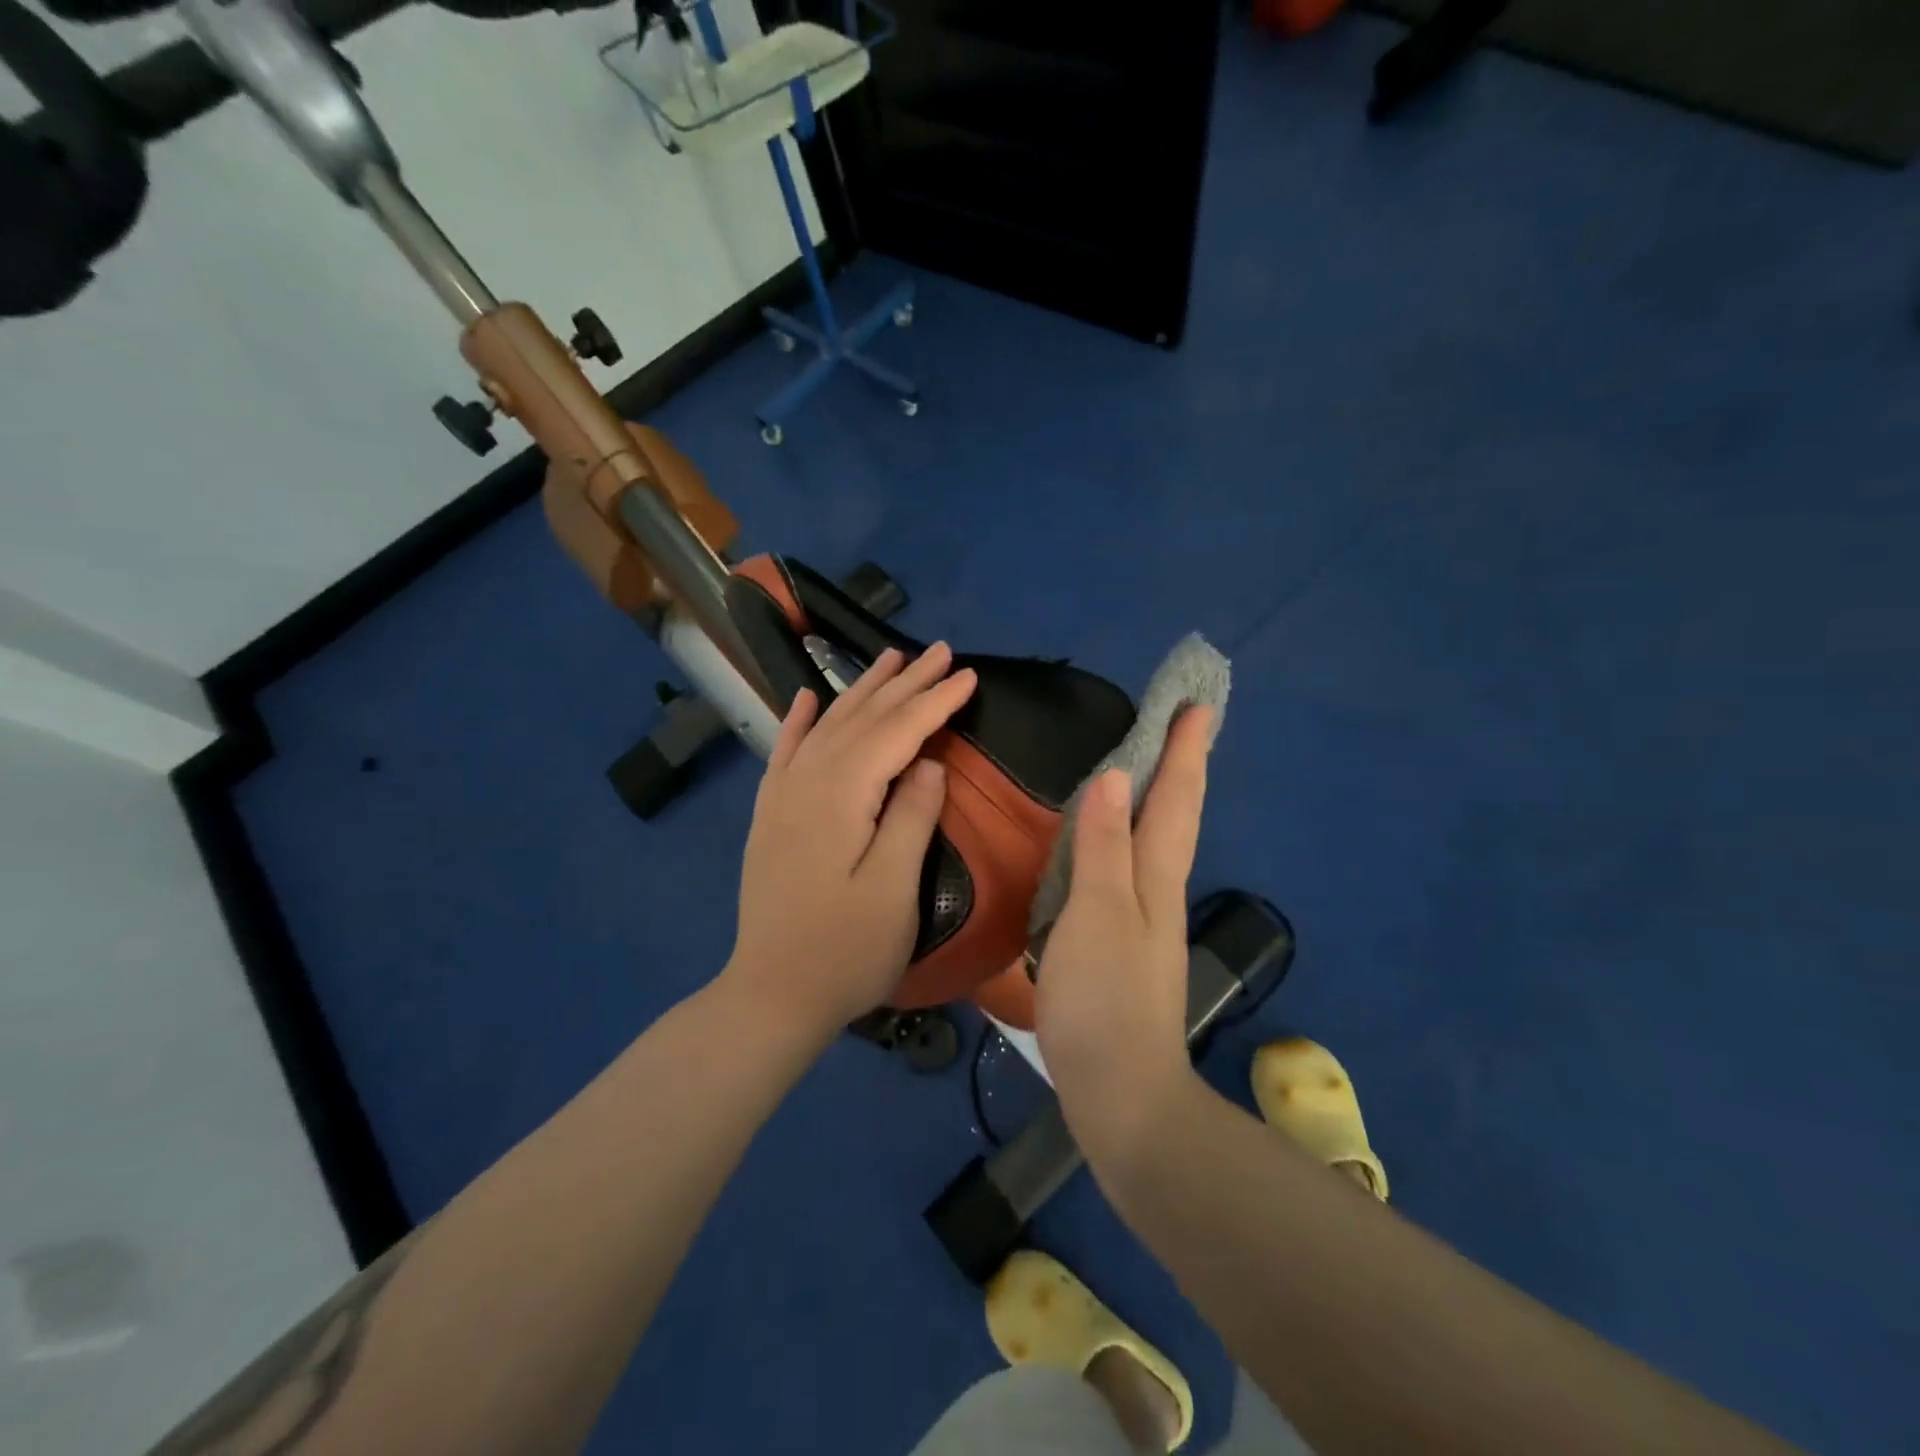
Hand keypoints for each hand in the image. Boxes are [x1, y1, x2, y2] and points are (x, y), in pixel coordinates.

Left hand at [724, 643, 977, 1041]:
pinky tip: (807, 697)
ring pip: (827, 725)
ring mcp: (783, 797)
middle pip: (863, 718)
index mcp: (842, 795)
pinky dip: (798, 720)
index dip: (935, 702)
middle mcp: (807, 781)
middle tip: (941, 652)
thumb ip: (911, 817)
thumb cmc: (845, 950)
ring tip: (890, 658)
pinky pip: (785, 751)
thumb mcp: (893, 889)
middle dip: (905, 683)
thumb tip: (929, 763)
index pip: (897, 732)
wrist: (772, 995)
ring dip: (862, 690)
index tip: (969, 675)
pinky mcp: (771, 815)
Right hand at [1035, 706, 1214, 1158]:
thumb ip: (1103, 846)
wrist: (1120, 1090)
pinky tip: (1110, 844)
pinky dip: (1127, 839)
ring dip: (1157, 799)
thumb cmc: (1105, 996)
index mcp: (1157, 876)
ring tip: (1150, 767)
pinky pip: (1129, 870)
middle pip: (1175, 815)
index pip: (1176, 798)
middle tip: (1183, 725)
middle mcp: (1158, 890)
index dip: (1186, 751)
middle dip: (1181, 766)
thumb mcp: (1097, 913)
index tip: (1198, 705)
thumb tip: (1112, 776)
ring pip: (1155, 842)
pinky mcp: (1122, 944)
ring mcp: (1143, 920)